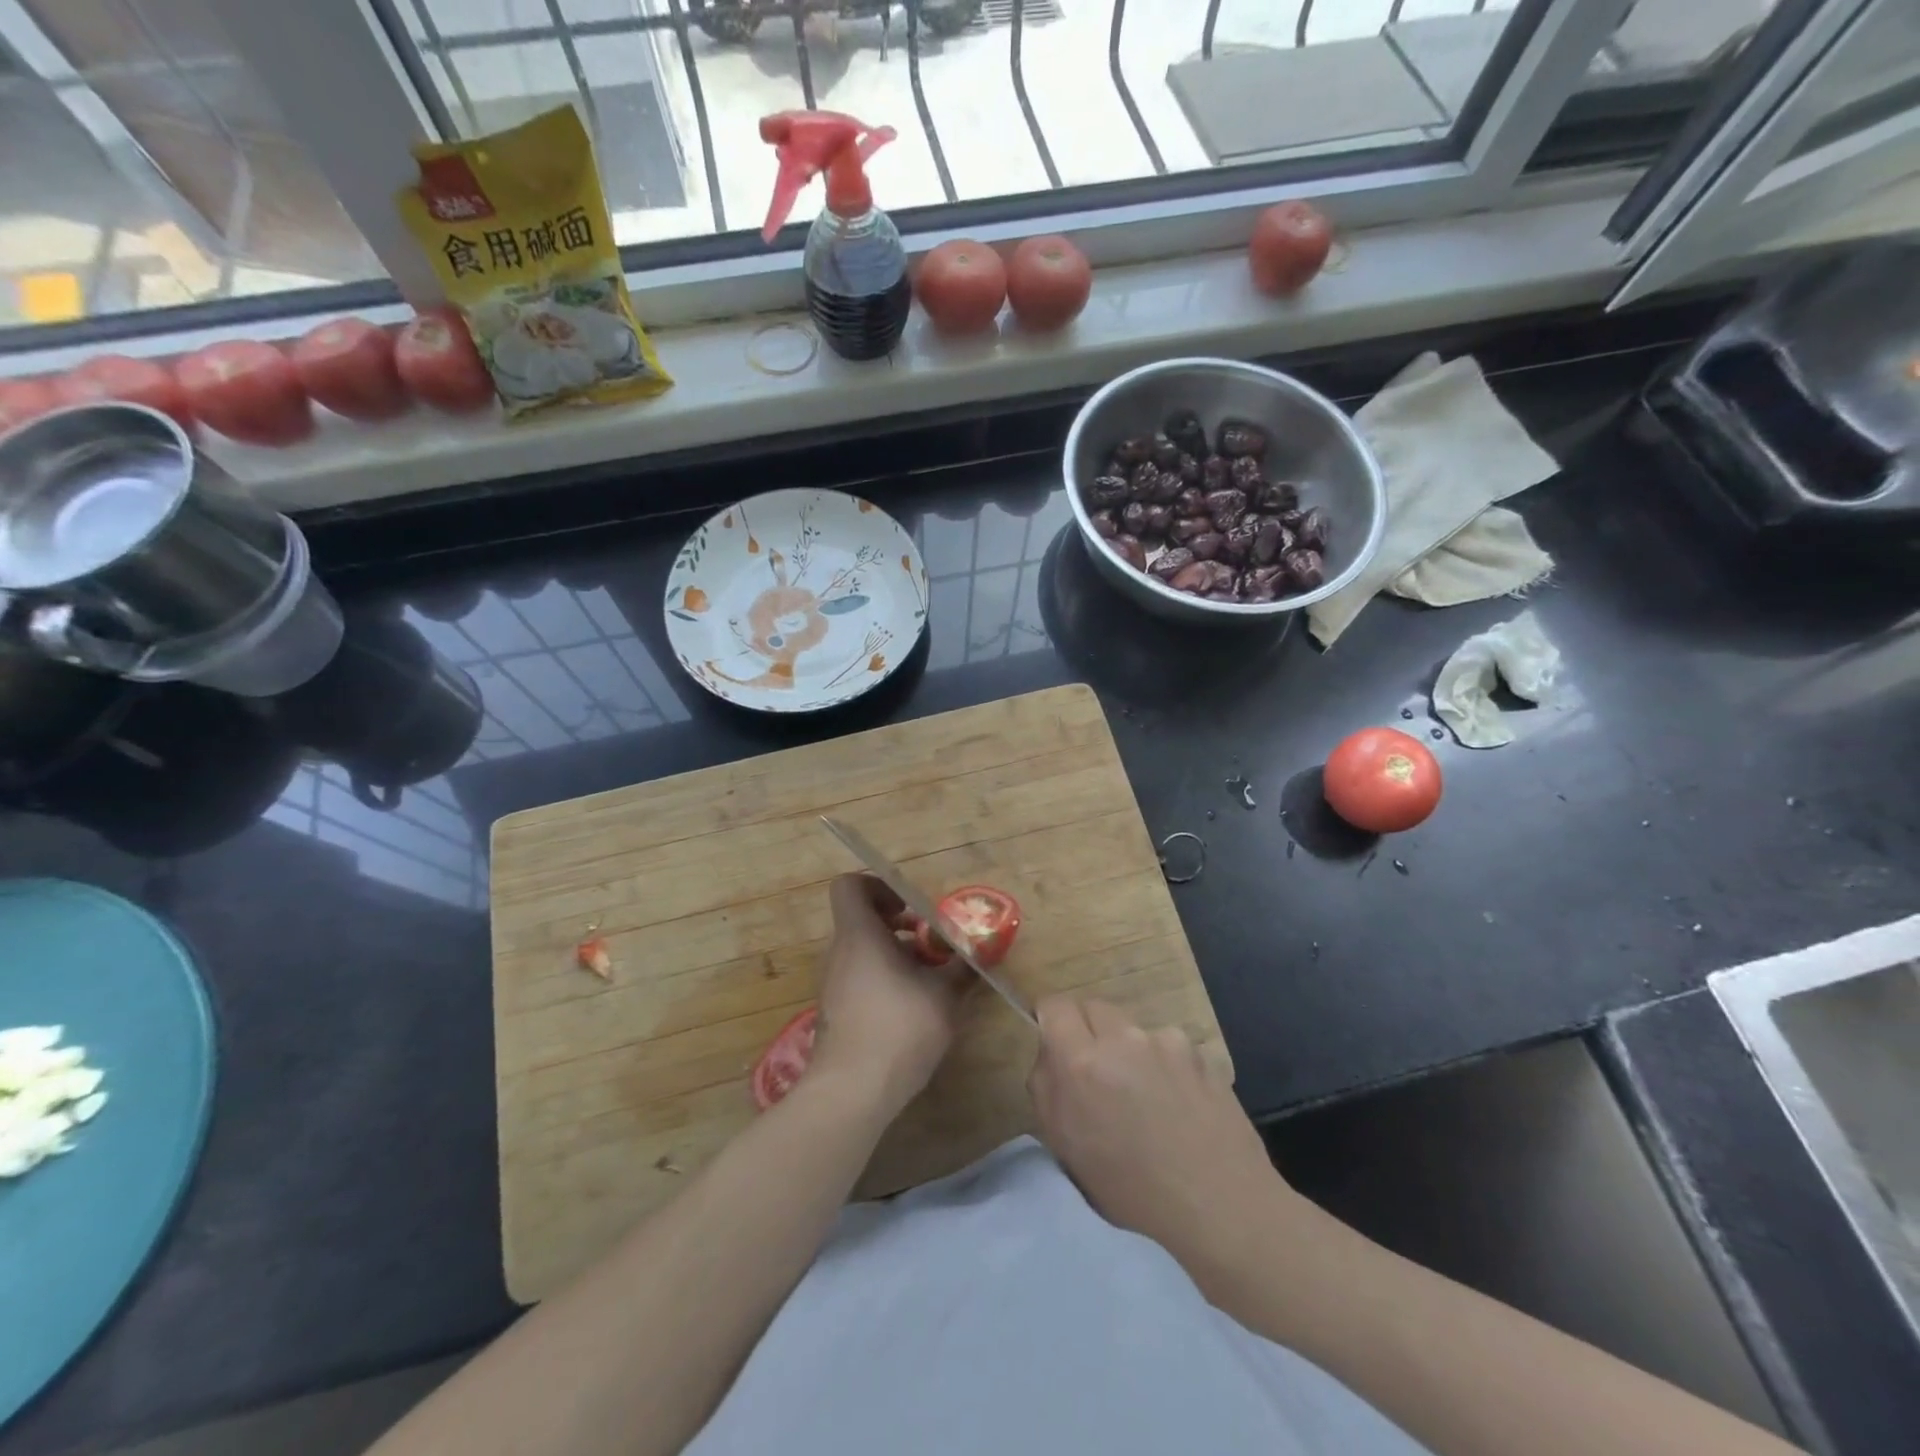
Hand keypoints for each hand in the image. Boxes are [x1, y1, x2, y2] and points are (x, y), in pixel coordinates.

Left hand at [810, 875, 969, 1113]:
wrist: (852, 1092)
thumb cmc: (899, 1028)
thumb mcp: (944, 995)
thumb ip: (964, 968)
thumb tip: (984, 951)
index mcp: (859, 935)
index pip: (850, 886)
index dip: (878, 886)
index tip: (909, 907)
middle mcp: (840, 953)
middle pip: (861, 920)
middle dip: (897, 926)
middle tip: (929, 943)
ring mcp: (833, 984)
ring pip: (862, 952)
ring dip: (893, 955)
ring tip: (928, 978)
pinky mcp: (835, 1012)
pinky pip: (858, 979)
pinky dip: (882, 981)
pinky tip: (911, 1009)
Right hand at [1028, 997, 1296, 1289]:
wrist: (1221, 1208)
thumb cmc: (1132, 1191)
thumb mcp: (1066, 1148)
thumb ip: (1046, 1087)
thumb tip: (1050, 1054)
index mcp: (1081, 1062)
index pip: (1054, 1005)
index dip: (1051, 1020)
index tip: (1056, 1042)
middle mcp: (1122, 1038)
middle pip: (1093, 1007)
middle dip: (1088, 1031)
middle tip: (1097, 1073)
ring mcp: (1165, 1041)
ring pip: (1131, 1029)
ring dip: (1128, 1050)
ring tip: (1145, 1098)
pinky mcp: (1199, 1051)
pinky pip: (1167, 1046)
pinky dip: (1164, 1064)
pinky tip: (1177, 1102)